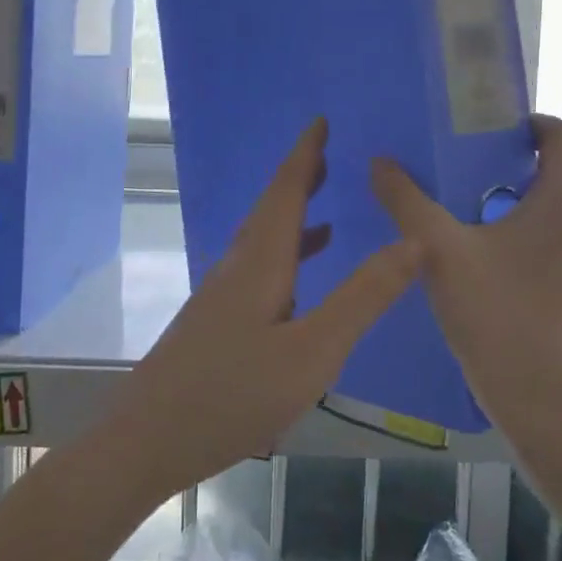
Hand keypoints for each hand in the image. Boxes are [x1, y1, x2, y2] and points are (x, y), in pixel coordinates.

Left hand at [110, 119, 421, 498]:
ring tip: (325, 210)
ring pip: (261, 241)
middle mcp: (236, 267)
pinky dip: (284, 258)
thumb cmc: (233, 395)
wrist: (148, 440)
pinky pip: (256, 269)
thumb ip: (363, 297)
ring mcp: (219, 295)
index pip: (285, 191)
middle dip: (299, 178)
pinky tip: (297, 282)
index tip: (320, 120)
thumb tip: (413, 241)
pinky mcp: (213, 321)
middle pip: (270, 209)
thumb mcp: (313, 351)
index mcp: (260, 262)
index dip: (305, 154)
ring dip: (292, 218)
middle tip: (328, 154)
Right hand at [370, 114, 561, 434]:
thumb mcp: (438, 252)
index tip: (500, 130)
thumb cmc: (495, 315)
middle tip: (468, 185)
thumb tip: (380, 162)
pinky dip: (536, 256)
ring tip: (478, 234)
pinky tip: (500, 283)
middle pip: (557, 182)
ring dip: (525, 218)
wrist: (544, 403)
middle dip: (515, 176)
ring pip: (559, 225)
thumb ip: (406, 202)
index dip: (534, 124)